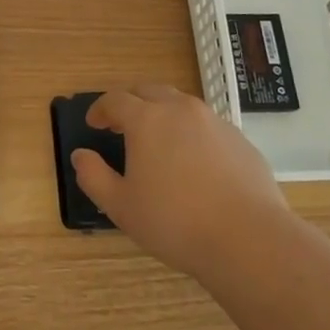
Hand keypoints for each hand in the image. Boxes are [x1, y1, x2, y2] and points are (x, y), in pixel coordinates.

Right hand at [71, 83, 288, 278]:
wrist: (249, 239)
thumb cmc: (175, 222)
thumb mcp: (121, 206)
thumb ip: (93, 176)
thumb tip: (80, 155)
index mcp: (147, 119)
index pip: (115, 100)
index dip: (100, 109)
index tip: (94, 123)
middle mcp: (180, 109)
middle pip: (149, 91)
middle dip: (131, 103)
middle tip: (122, 125)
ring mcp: (214, 122)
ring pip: (181, 104)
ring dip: (163, 114)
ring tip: (158, 142)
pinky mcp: (240, 140)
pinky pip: (207, 125)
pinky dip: (192, 133)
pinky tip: (194, 163)